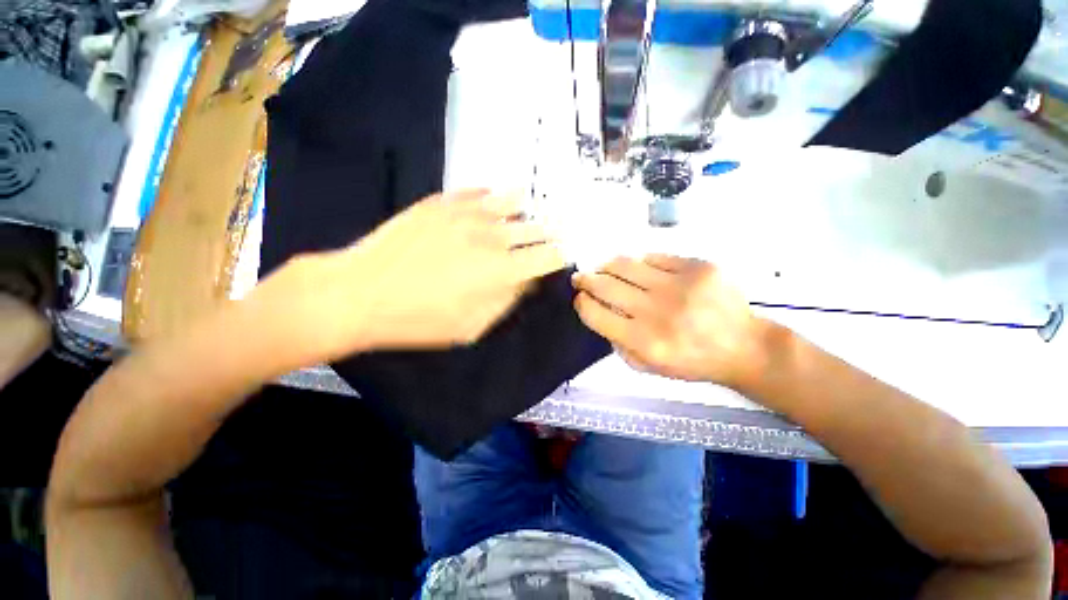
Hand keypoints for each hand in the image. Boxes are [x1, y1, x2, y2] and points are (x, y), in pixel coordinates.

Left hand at [270, 189, 565, 358]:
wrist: (359, 292)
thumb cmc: (418, 319)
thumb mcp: (472, 326)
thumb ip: (506, 300)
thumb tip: (526, 281)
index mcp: (502, 270)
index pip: (548, 256)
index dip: (559, 257)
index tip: (559, 259)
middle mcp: (492, 236)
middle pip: (536, 228)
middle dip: (549, 234)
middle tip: (552, 236)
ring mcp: (467, 213)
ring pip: (513, 201)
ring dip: (524, 212)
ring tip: (523, 218)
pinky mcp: (442, 201)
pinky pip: (480, 191)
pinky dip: (493, 198)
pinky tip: (492, 203)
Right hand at [572, 254, 770, 389]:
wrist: (744, 346)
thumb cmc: (693, 361)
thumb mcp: (649, 367)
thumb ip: (619, 344)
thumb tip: (600, 313)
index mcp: (643, 341)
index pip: (595, 314)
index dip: (581, 303)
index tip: (580, 298)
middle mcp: (657, 311)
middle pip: (605, 285)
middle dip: (585, 280)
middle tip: (580, 278)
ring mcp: (678, 285)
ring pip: (626, 265)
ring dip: (607, 266)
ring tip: (604, 268)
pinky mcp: (698, 267)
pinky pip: (655, 257)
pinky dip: (641, 264)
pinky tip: (640, 269)